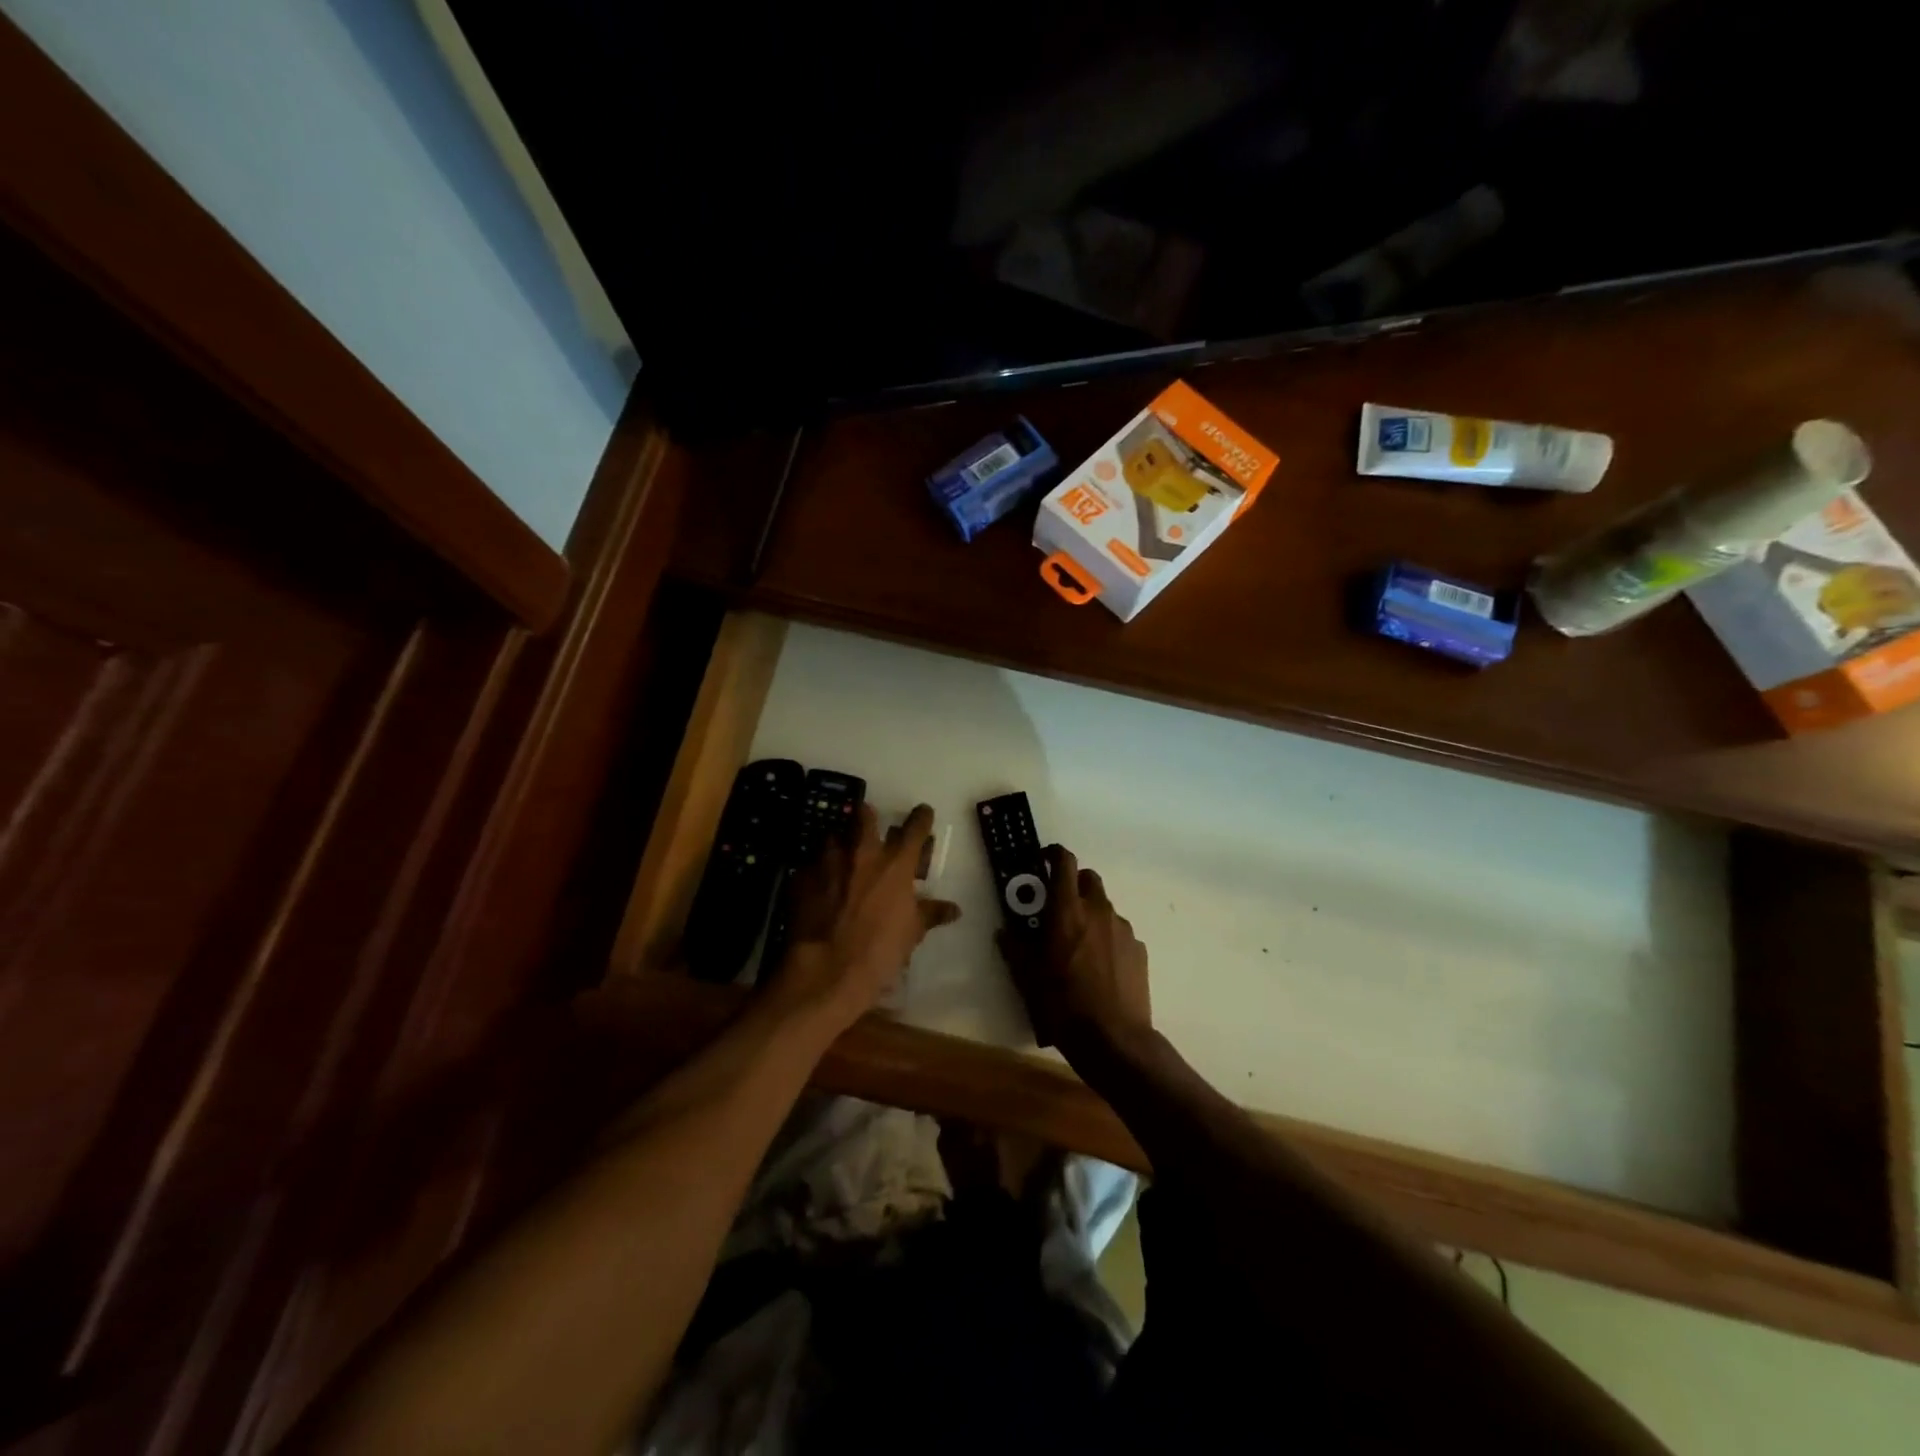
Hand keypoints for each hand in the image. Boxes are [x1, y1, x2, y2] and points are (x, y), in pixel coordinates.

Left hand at [769, 803, 959, 1035]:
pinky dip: (818, 873)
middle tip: (871, 828)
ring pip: (834, 837)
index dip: (921, 817)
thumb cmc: (879, 951)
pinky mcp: (801, 877)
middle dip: (869, 817)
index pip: (915, 826)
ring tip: (842, 861)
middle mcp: (862, 853)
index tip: (923, 813)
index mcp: (895, 863)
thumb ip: (930, 914)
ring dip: (840, 845)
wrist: (826, 971)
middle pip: (865, 815)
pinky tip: (819, 890)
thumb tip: (953, 909)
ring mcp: (828, 862)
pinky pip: (811, 866)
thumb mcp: (911, 933)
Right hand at [998, 844, 1150, 1064]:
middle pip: (1088, 878)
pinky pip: (1119, 932)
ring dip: (1090, 913)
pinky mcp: (1139, 949)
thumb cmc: (1062, 1004)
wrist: (1113, 1039)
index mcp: (1067, 911)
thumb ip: (1014, 948)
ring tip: (1079, 944)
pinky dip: (1107, 937)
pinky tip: (1100, 966)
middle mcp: (1098, 910)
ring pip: (1104, 906)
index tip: (1044, 859)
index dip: (1054, 854)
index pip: (1064, 863)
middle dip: (1073, 884)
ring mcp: (1123, 929)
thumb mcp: (1027, 977)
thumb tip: (1004, 932)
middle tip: (1059, 906)